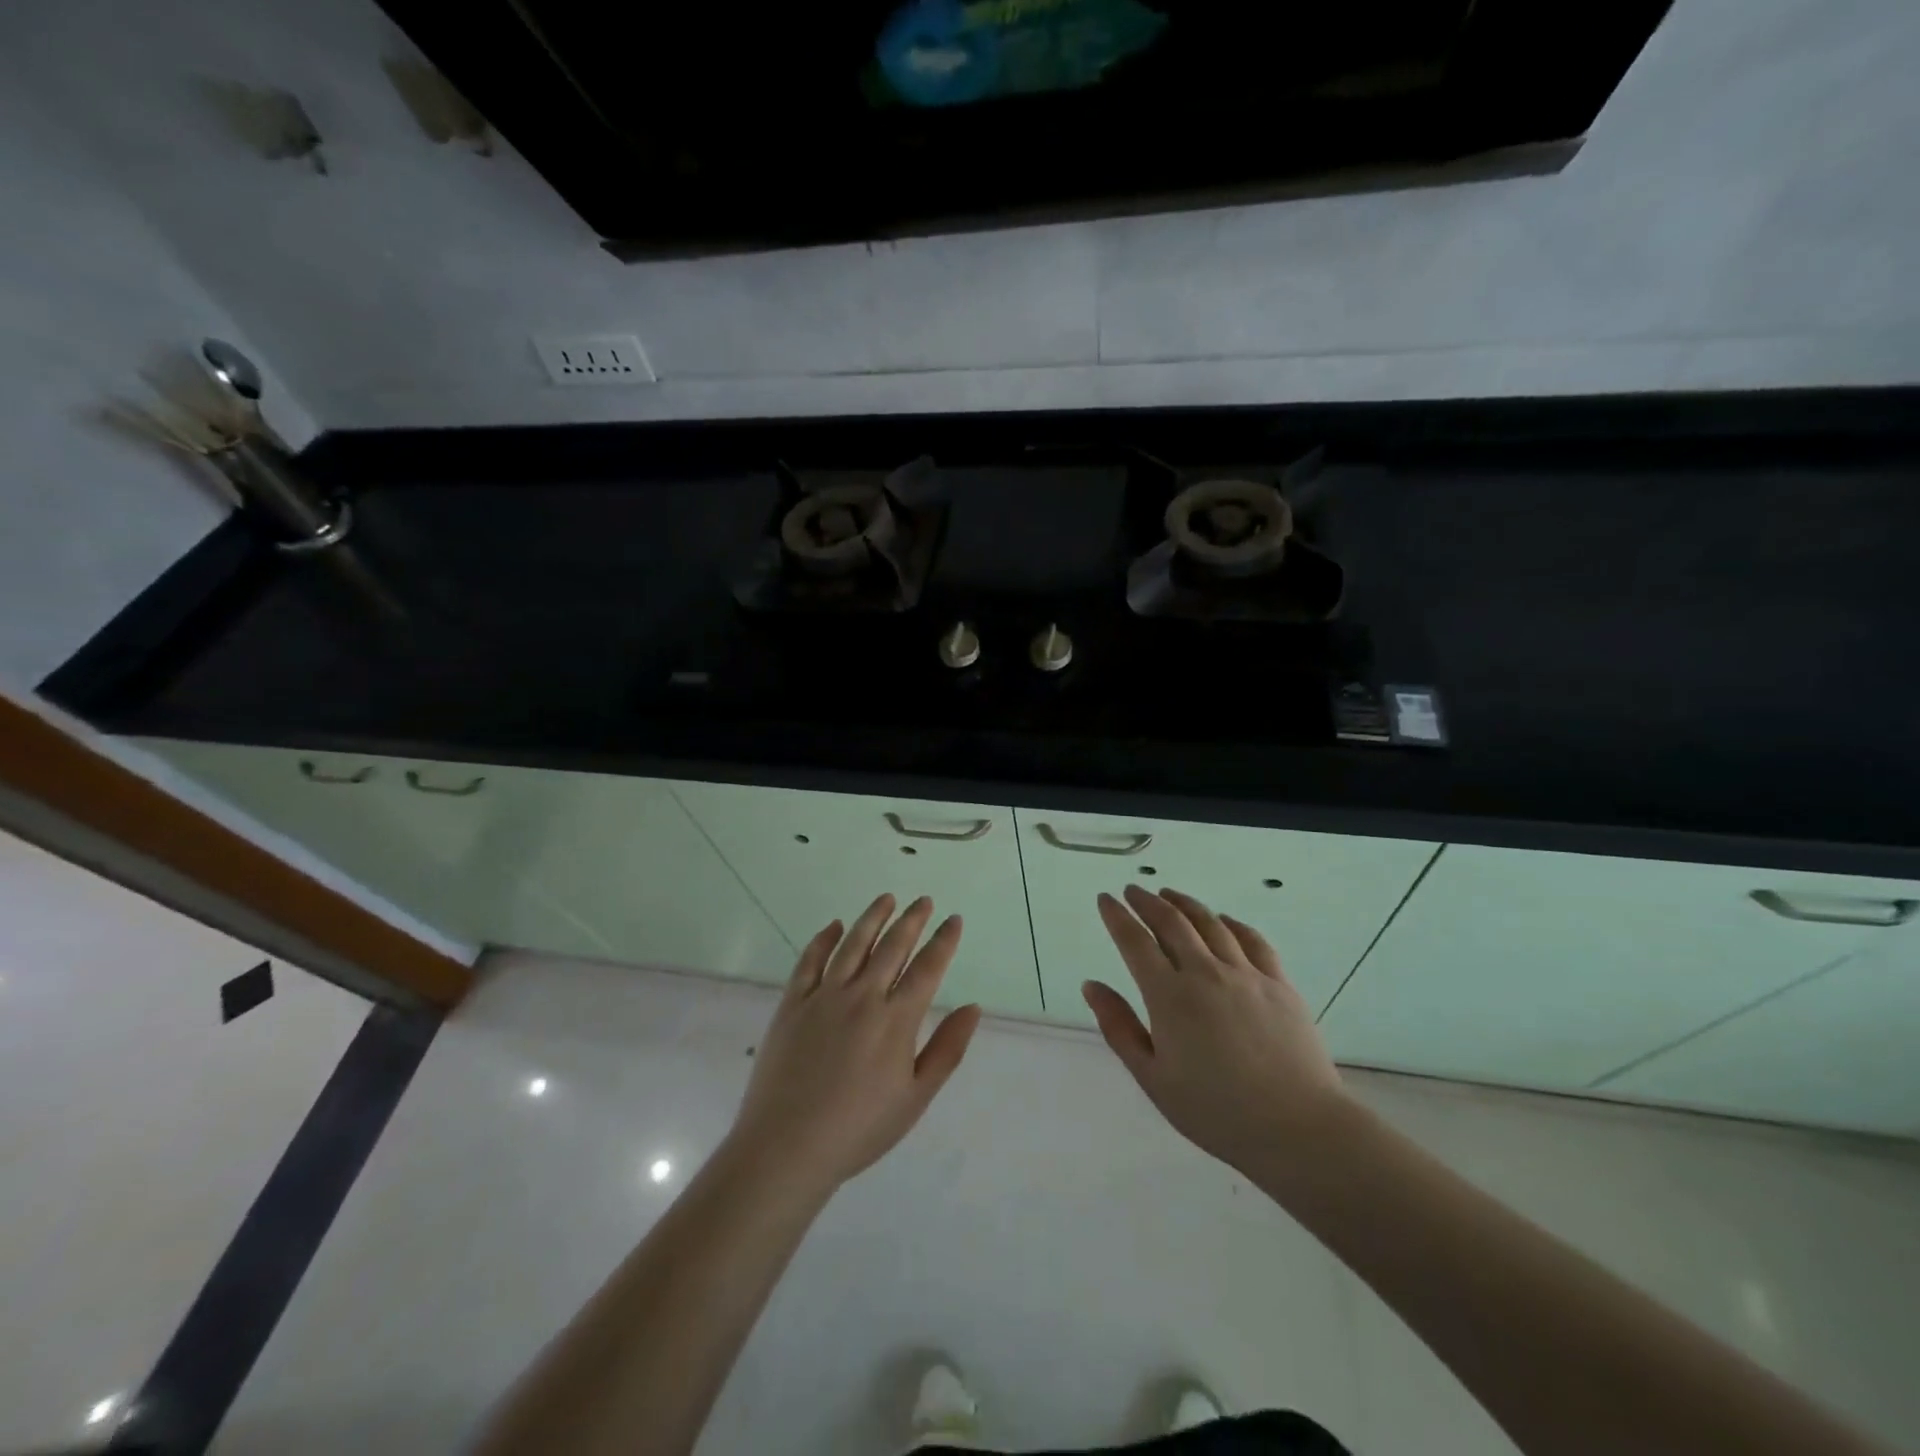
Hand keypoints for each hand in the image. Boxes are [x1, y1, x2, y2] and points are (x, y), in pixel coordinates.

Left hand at [726, 894, 980, 1199]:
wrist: (787, 1146)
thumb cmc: (859, 1129)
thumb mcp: (915, 1098)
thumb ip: (947, 1049)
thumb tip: (973, 1007)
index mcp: (896, 1020)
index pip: (927, 968)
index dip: (943, 941)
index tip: (953, 920)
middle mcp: (863, 996)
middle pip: (892, 947)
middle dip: (912, 920)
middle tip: (924, 901)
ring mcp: (824, 996)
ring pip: (853, 944)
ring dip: (872, 918)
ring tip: (887, 899)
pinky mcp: (792, 1003)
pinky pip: (810, 961)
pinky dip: (824, 939)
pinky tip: (834, 926)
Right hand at [1085, 885, 1352, 1177]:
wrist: (1297, 1128)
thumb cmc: (1216, 1112)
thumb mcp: (1153, 1078)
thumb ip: (1119, 1027)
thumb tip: (1091, 985)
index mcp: (1169, 996)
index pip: (1135, 942)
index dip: (1117, 916)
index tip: (1106, 898)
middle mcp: (1205, 973)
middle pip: (1171, 922)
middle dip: (1147, 901)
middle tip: (1133, 890)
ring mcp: (1246, 975)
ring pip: (1210, 923)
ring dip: (1185, 904)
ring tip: (1170, 895)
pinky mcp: (1279, 984)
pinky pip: (1252, 940)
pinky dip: (1232, 923)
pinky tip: (1224, 920)